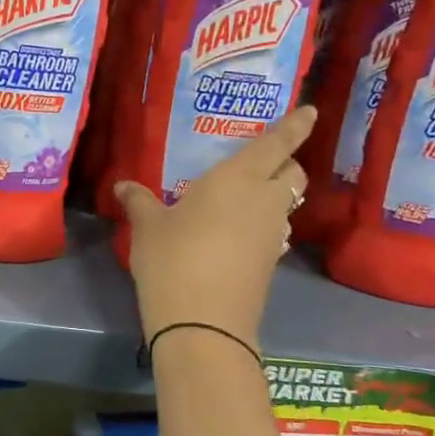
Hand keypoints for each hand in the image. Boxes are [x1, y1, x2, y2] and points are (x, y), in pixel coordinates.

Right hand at [114, 104, 315, 348]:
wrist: (203, 324)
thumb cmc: (173, 259)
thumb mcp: (148, 227)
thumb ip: (139, 201)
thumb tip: (123, 185)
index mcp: (238, 178)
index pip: (277, 143)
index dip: (296, 125)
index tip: (311, 111)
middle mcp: (264, 201)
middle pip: (293, 173)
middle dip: (286, 162)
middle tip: (263, 161)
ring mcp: (272, 235)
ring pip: (287, 204)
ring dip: (276, 196)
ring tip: (245, 198)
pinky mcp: (270, 264)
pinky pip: (274, 231)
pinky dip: (264, 224)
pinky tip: (236, 233)